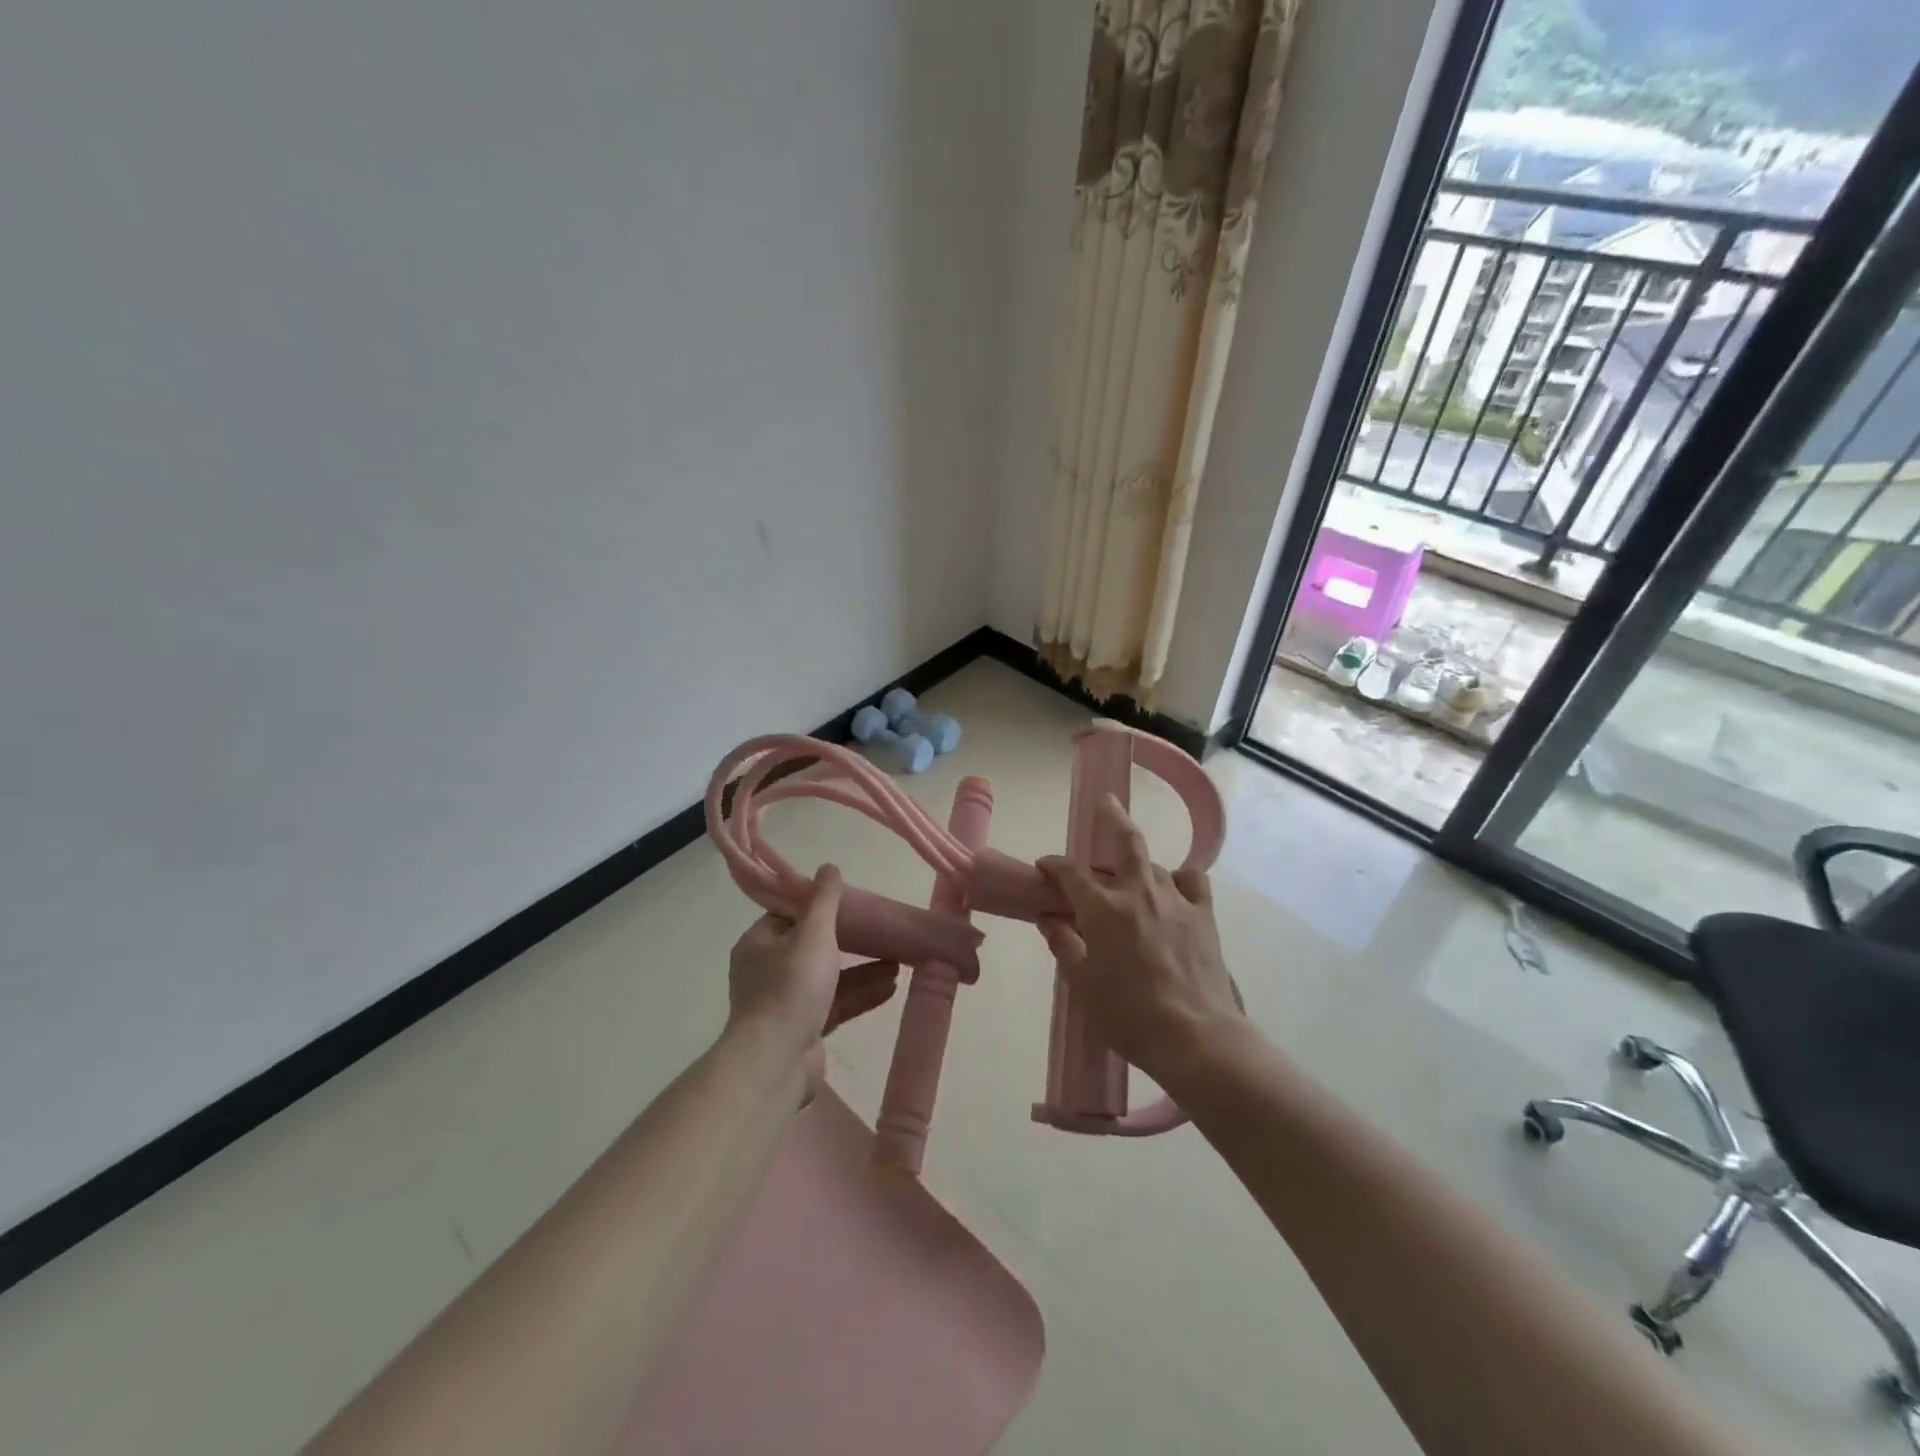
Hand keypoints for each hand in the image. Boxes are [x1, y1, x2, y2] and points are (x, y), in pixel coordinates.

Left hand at [726, 864, 898, 1100]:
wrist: (775, 1064)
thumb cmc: (791, 988)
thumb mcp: (813, 934)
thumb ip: (824, 900)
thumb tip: (829, 866)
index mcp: (759, 943)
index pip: (790, 915)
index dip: (821, 907)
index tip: (853, 903)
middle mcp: (768, 971)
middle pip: (813, 946)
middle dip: (851, 940)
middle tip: (882, 931)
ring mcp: (785, 1003)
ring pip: (829, 977)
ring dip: (862, 968)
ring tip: (899, 959)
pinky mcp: (804, 1030)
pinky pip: (836, 1004)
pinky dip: (861, 993)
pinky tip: (892, 986)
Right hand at [1036, 796, 1243, 1088]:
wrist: (1196, 1038)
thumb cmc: (1130, 1016)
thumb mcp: (1083, 985)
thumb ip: (1064, 946)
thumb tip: (1049, 920)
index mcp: (1103, 910)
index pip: (1071, 873)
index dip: (1054, 865)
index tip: (1044, 867)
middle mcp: (1139, 893)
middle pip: (1126, 841)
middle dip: (1111, 817)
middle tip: (1105, 802)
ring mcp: (1176, 901)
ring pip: (1154, 864)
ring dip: (1137, 863)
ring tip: (1129, 872)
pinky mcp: (1204, 916)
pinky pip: (1193, 882)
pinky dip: (1180, 878)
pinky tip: (1173, 889)